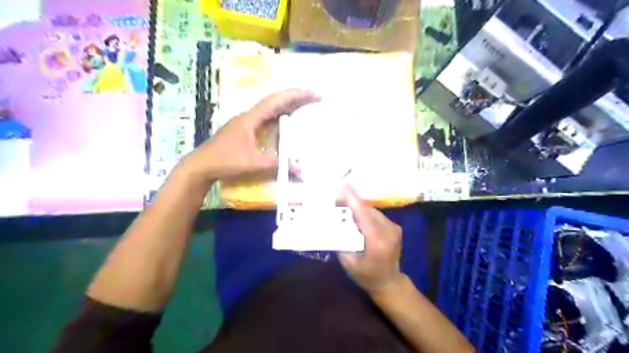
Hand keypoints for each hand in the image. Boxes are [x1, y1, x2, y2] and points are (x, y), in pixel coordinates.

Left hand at [180, 88, 319, 183]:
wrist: (201, 166)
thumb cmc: (225, 161)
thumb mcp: (253, 163)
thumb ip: (277, 165)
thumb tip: (300, 170)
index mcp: (250, 118)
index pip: (275, 101)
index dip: (295, 95)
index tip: (311, 92)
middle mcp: (249, 115)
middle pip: (275, 101)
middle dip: (295, 97)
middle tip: (315, 96)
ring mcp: (247, 122)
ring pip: (271, 108)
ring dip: (288, 105)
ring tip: (305, 105)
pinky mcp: (246, 130)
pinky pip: (267, 118)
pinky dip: (280, 116)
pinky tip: (287, 121)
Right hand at [336, 186, 405, 293]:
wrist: (389, 282)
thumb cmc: (366, 276)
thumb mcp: (349, 262)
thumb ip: (341, 241)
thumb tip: (331, 222)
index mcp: (377, 241)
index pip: (364, 215)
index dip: (352, 199)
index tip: (341, 187)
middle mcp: (389, 231)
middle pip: (367, 210)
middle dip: (351, 202)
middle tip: (335, 199)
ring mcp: (394, 228)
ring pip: (372, 211)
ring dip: (358, 208)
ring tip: (343, 207)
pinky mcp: (395, 227)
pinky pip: (376, 215)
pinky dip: (365, 213)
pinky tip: (356, 216)